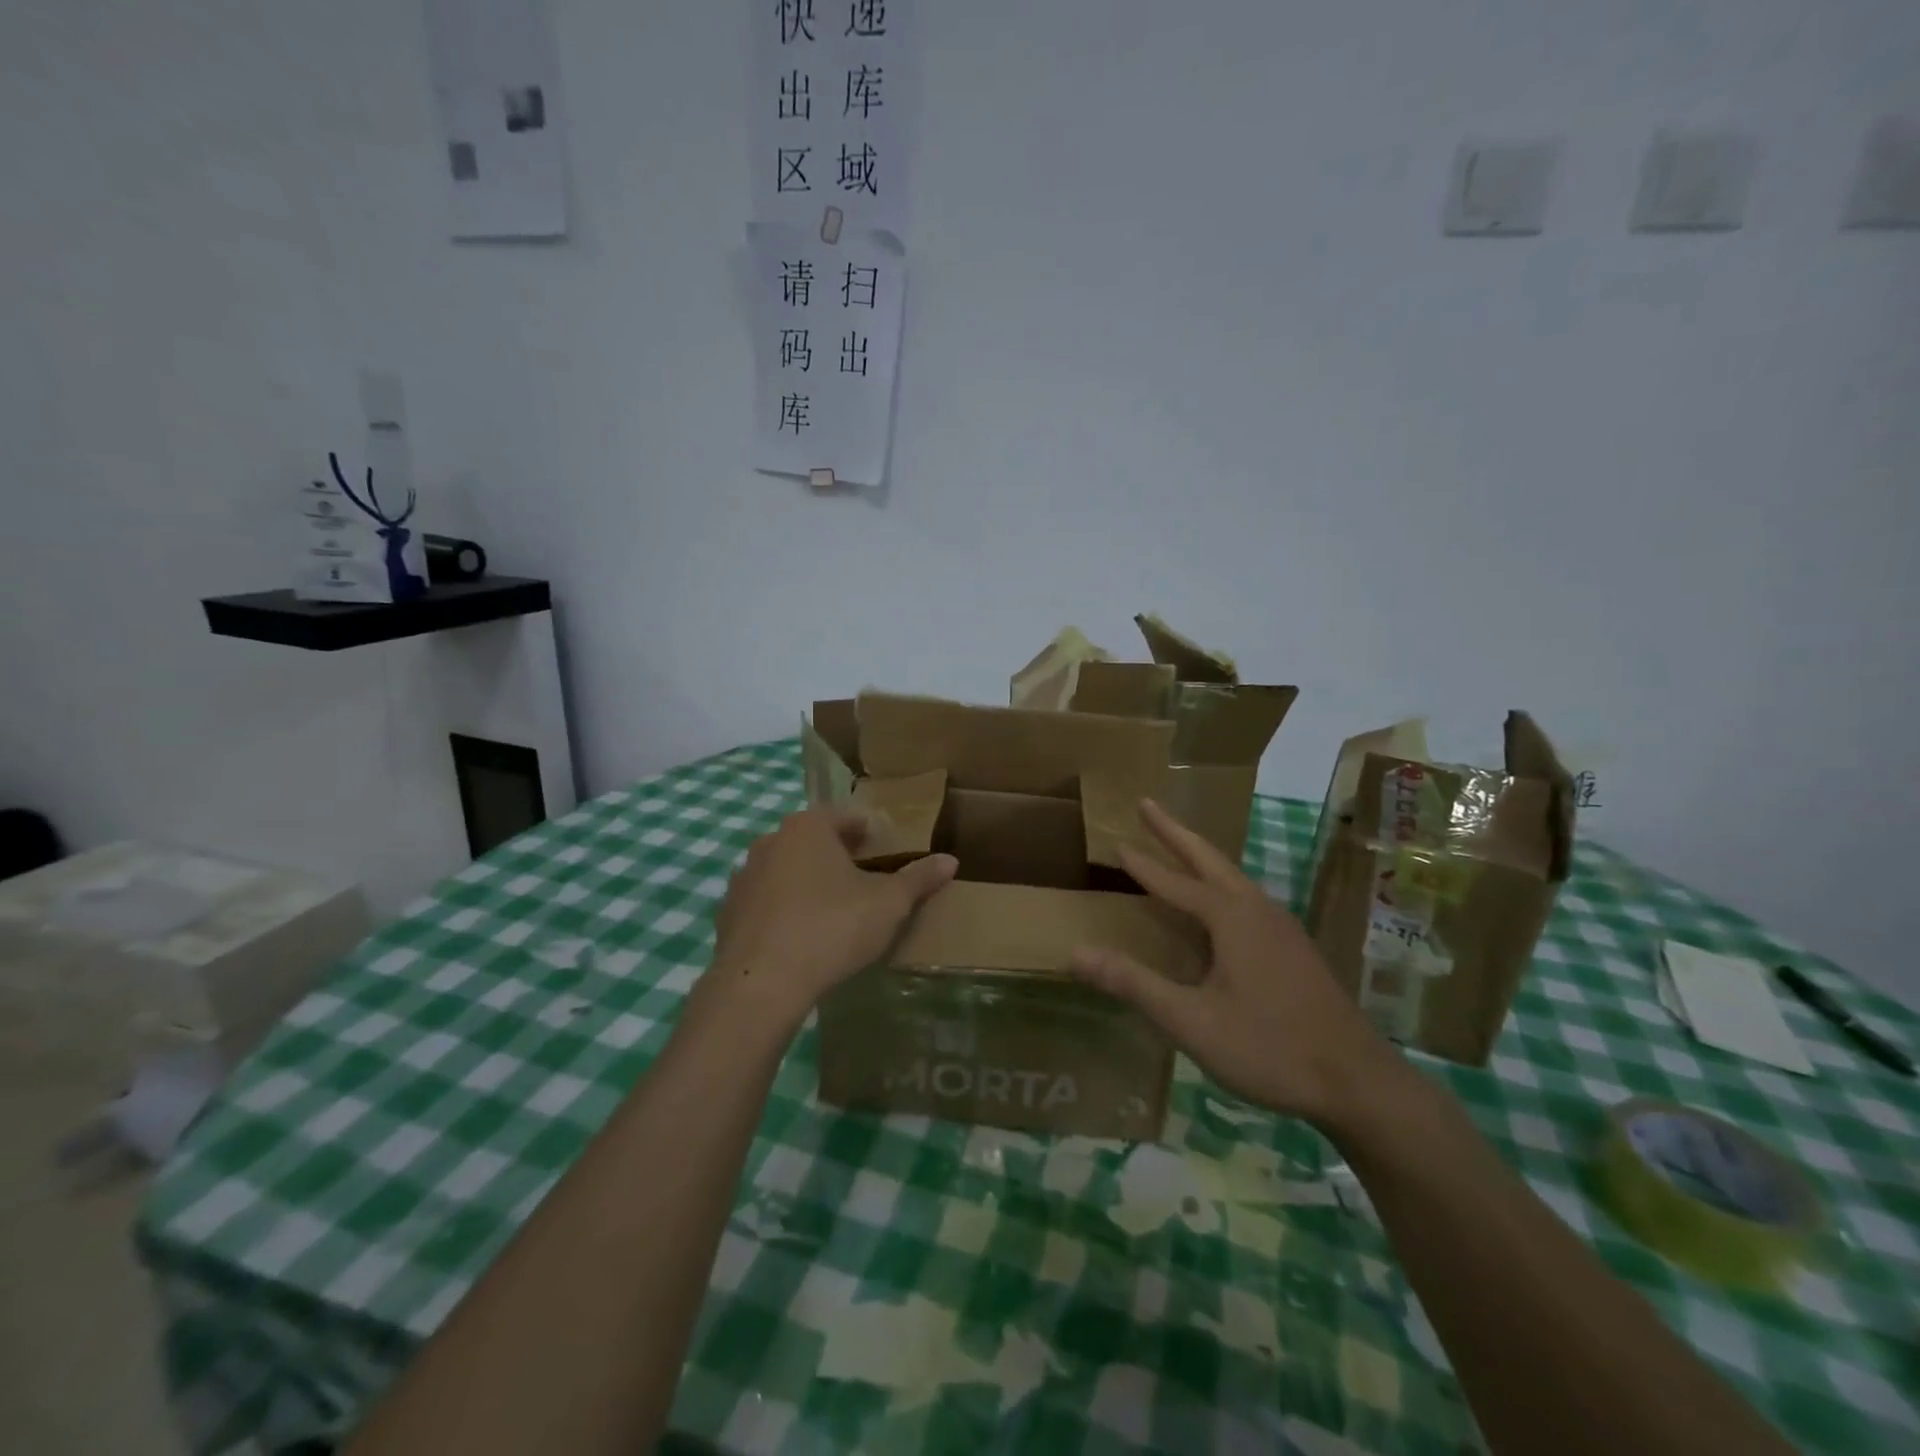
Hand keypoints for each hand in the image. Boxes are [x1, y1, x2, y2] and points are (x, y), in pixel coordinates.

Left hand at [697, 806, 957, 1035]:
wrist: (761, 984)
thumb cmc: (832, 929)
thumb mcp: (888, 904)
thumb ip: (918, 879)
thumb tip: (951, 860)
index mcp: (809, 827)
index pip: (848, 817)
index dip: (872, 833)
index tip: (888, 853)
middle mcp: (771, 840)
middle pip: (815, 840)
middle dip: (840, 856)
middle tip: (867, 882)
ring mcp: (744, 876)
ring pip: (787, 869)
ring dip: (809, 882)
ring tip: (835, 911)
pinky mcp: (728, 911)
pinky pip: (766, 901)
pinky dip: (784, 909)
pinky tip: (801, 936)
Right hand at [1066, 799, 1395, 1127]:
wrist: (1359, 1082)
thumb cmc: (1270, 1048)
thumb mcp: (1191, 1021)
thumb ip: (1133, 984)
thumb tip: (1074, 952)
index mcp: (1231, 918)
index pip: (1175, 882)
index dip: (1143, 864)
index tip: (1116, 841)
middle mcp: (1257, 909)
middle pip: (1209, 859)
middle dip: (1175, 831)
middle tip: (1147, 804)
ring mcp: (1283, 927)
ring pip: (1233, 876)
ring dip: (1200, 856)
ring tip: (1177, 846)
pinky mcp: (1296, 948)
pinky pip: (1247, 898)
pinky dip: (1220, 883)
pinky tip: (1219, 905)